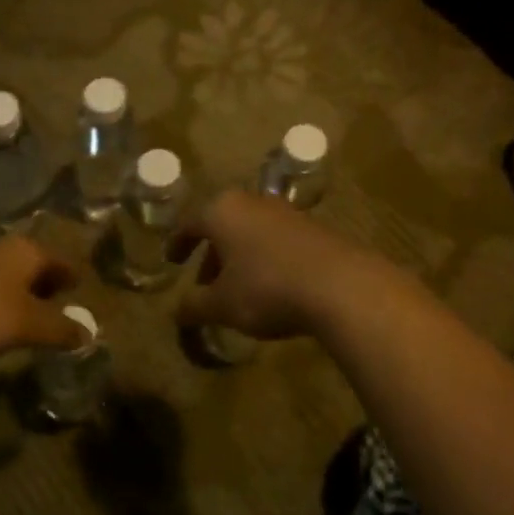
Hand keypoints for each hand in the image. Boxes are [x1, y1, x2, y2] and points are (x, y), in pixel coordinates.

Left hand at [0, 235, 85, 356]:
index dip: (74, 280)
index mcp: (30, 252)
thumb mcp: (27, 325)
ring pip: (12, 273)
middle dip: (49, 286)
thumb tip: (87, 335)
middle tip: (58, 309)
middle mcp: (6, 248)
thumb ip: (60, 330)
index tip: (82, 294)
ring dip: (22, 293)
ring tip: (28, 318)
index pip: (64, 262)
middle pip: (38, 265)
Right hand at [171, 190, 390, 340]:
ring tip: (238, 291)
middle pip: (222, 225)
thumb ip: (194, 306)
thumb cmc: (267, 288)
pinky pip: (276, 241)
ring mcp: (286, 212)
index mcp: (222, 211)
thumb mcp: (222, 304)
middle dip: (211, 255)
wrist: (340, 285)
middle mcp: (252, 202)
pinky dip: (265, 260)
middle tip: (205, 284)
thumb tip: (176, 312)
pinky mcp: (313, 228)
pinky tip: (271, 288)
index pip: (190, 223)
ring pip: (250, 232)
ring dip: (239, 259)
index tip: (172, 261)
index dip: (178, 244)